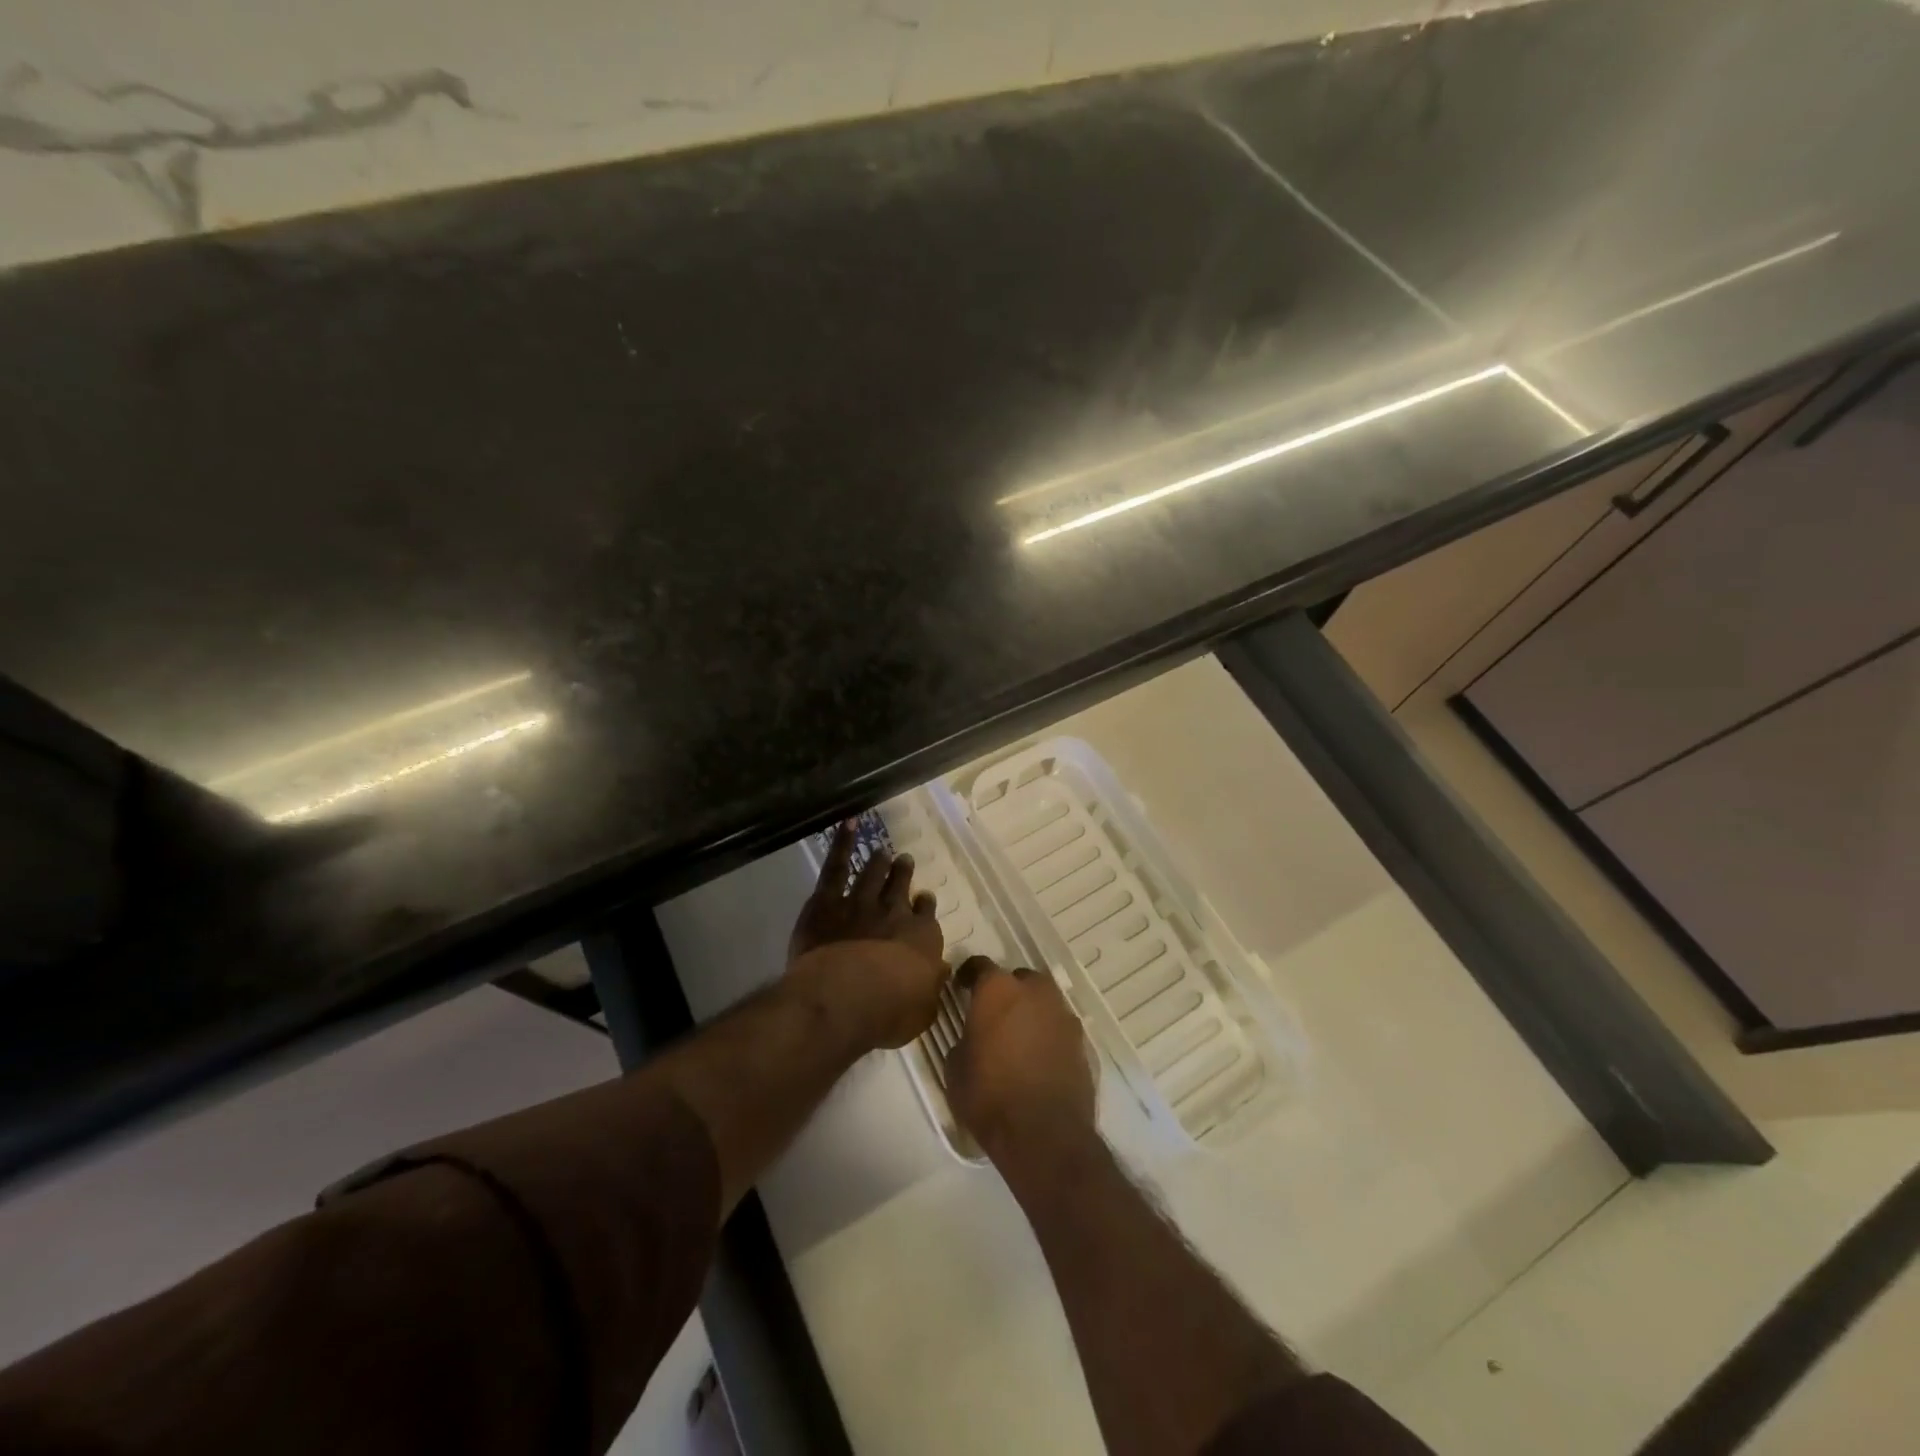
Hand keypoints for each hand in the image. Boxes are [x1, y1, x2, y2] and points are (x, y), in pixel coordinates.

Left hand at [786, 820, 947, 1051]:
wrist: (845, 997)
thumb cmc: (889, 1012)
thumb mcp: (922, 1009)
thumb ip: (930, 986)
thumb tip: (940, 971)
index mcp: (922, 937)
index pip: (926, 914)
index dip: (924, 906)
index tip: (924, 900)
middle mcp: (894, 912)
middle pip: (901, 887)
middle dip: (903, 874)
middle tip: (904, 861)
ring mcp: (860, 902)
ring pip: (873, 874)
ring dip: (879, 862)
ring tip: (882, 851)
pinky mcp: (827, 901)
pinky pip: (836, 866)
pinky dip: (842, 843)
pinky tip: (848, 824)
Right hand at [948, 956, 1096, 1158]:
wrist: (1044, 1136)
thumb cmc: (989, 1097)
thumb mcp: (955, 1069)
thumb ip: (964, 1039)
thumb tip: (972, 1035)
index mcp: (998, 990)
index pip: (980, 965)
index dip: (968, 976)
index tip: (961, 989)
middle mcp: (1034, 991)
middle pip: (1018, 978)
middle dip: (1007, 991)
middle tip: (994, 1015)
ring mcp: (1062, 1014)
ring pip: (1043, 1000)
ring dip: (1031, 1010)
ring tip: (1018, 1037)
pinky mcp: (1082, 1040)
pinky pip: (1059, 1026)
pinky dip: (1048, 1034)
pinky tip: (1038, 1057)